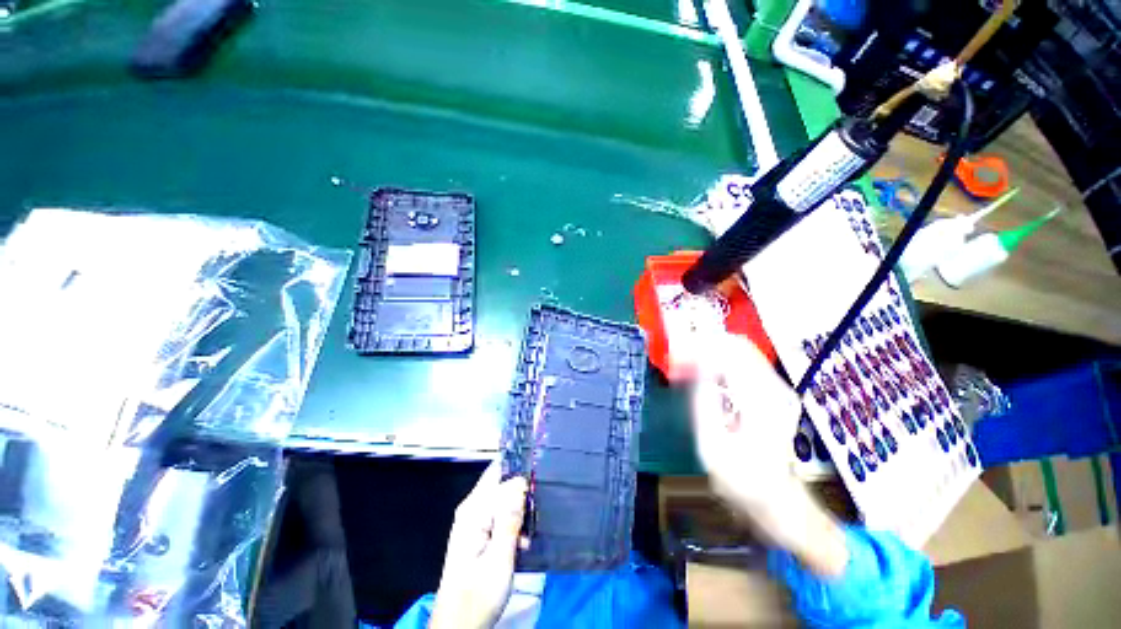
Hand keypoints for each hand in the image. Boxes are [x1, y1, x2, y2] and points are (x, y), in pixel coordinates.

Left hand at [429, 462, 527, 628]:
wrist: (459, 626)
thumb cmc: (478, 595)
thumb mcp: (499, 558)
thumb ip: (509, 518)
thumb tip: (520, 481)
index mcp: (474, 510)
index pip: (497, 472)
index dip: (518, 468)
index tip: (538, 470)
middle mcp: (472, 509)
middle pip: (501, 484)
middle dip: (521, 490)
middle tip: (539, 505)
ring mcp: (474, 521)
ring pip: (503, 500)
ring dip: (520, 510)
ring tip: (532, 528)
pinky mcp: (479, 533)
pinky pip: (501, 515)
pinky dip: (514, 523)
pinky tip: (523, 541)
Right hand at [691, 333, 801, 508]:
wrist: (775, 498)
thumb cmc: (740, 479)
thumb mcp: (712, 445)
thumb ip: (703, 401)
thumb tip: (695, 366)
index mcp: (760, 399)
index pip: (729, 351)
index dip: (698, 347)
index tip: (675, 355)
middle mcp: (773, 386)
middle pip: (735, 344)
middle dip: (701, 345)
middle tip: (676, 358)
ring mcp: (776, 387)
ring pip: (738, 350)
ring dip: (707, 352)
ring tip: (683, 365)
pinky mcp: (771, 390)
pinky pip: (741, 362)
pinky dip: (716, 362)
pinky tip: (699, 374)